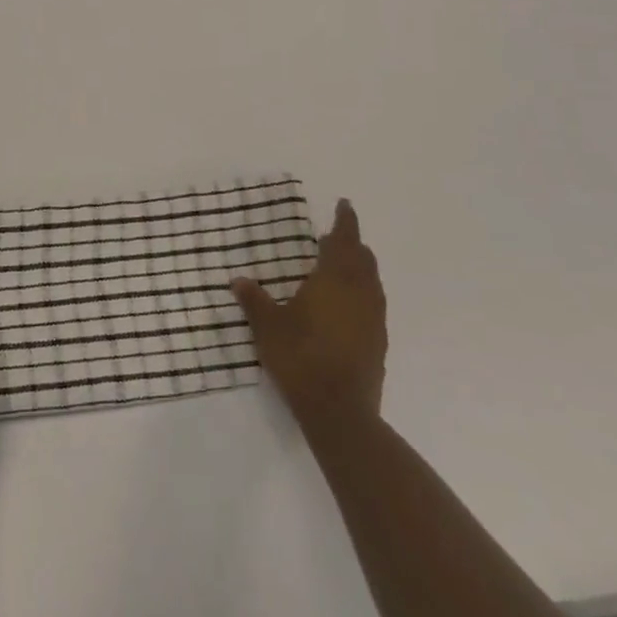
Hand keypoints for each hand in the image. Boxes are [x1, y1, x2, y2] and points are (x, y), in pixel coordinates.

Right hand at [232, 199, 386, 435]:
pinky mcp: (379, 343)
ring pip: (372, 282)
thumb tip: (238, 280)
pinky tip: (346, 308)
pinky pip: (373, 305)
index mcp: (335, 278)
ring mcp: (374, 319)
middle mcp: (360, 292)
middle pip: (363, 258)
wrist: (340, 412)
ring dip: (359, 269)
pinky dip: (362, 294)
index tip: (344, 205)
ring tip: (341, 269)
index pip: (344, 239)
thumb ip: (254, 300)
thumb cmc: (301, 357)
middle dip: (351, 244)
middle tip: (335, 237)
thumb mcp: (268, 326)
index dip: (344, 220)